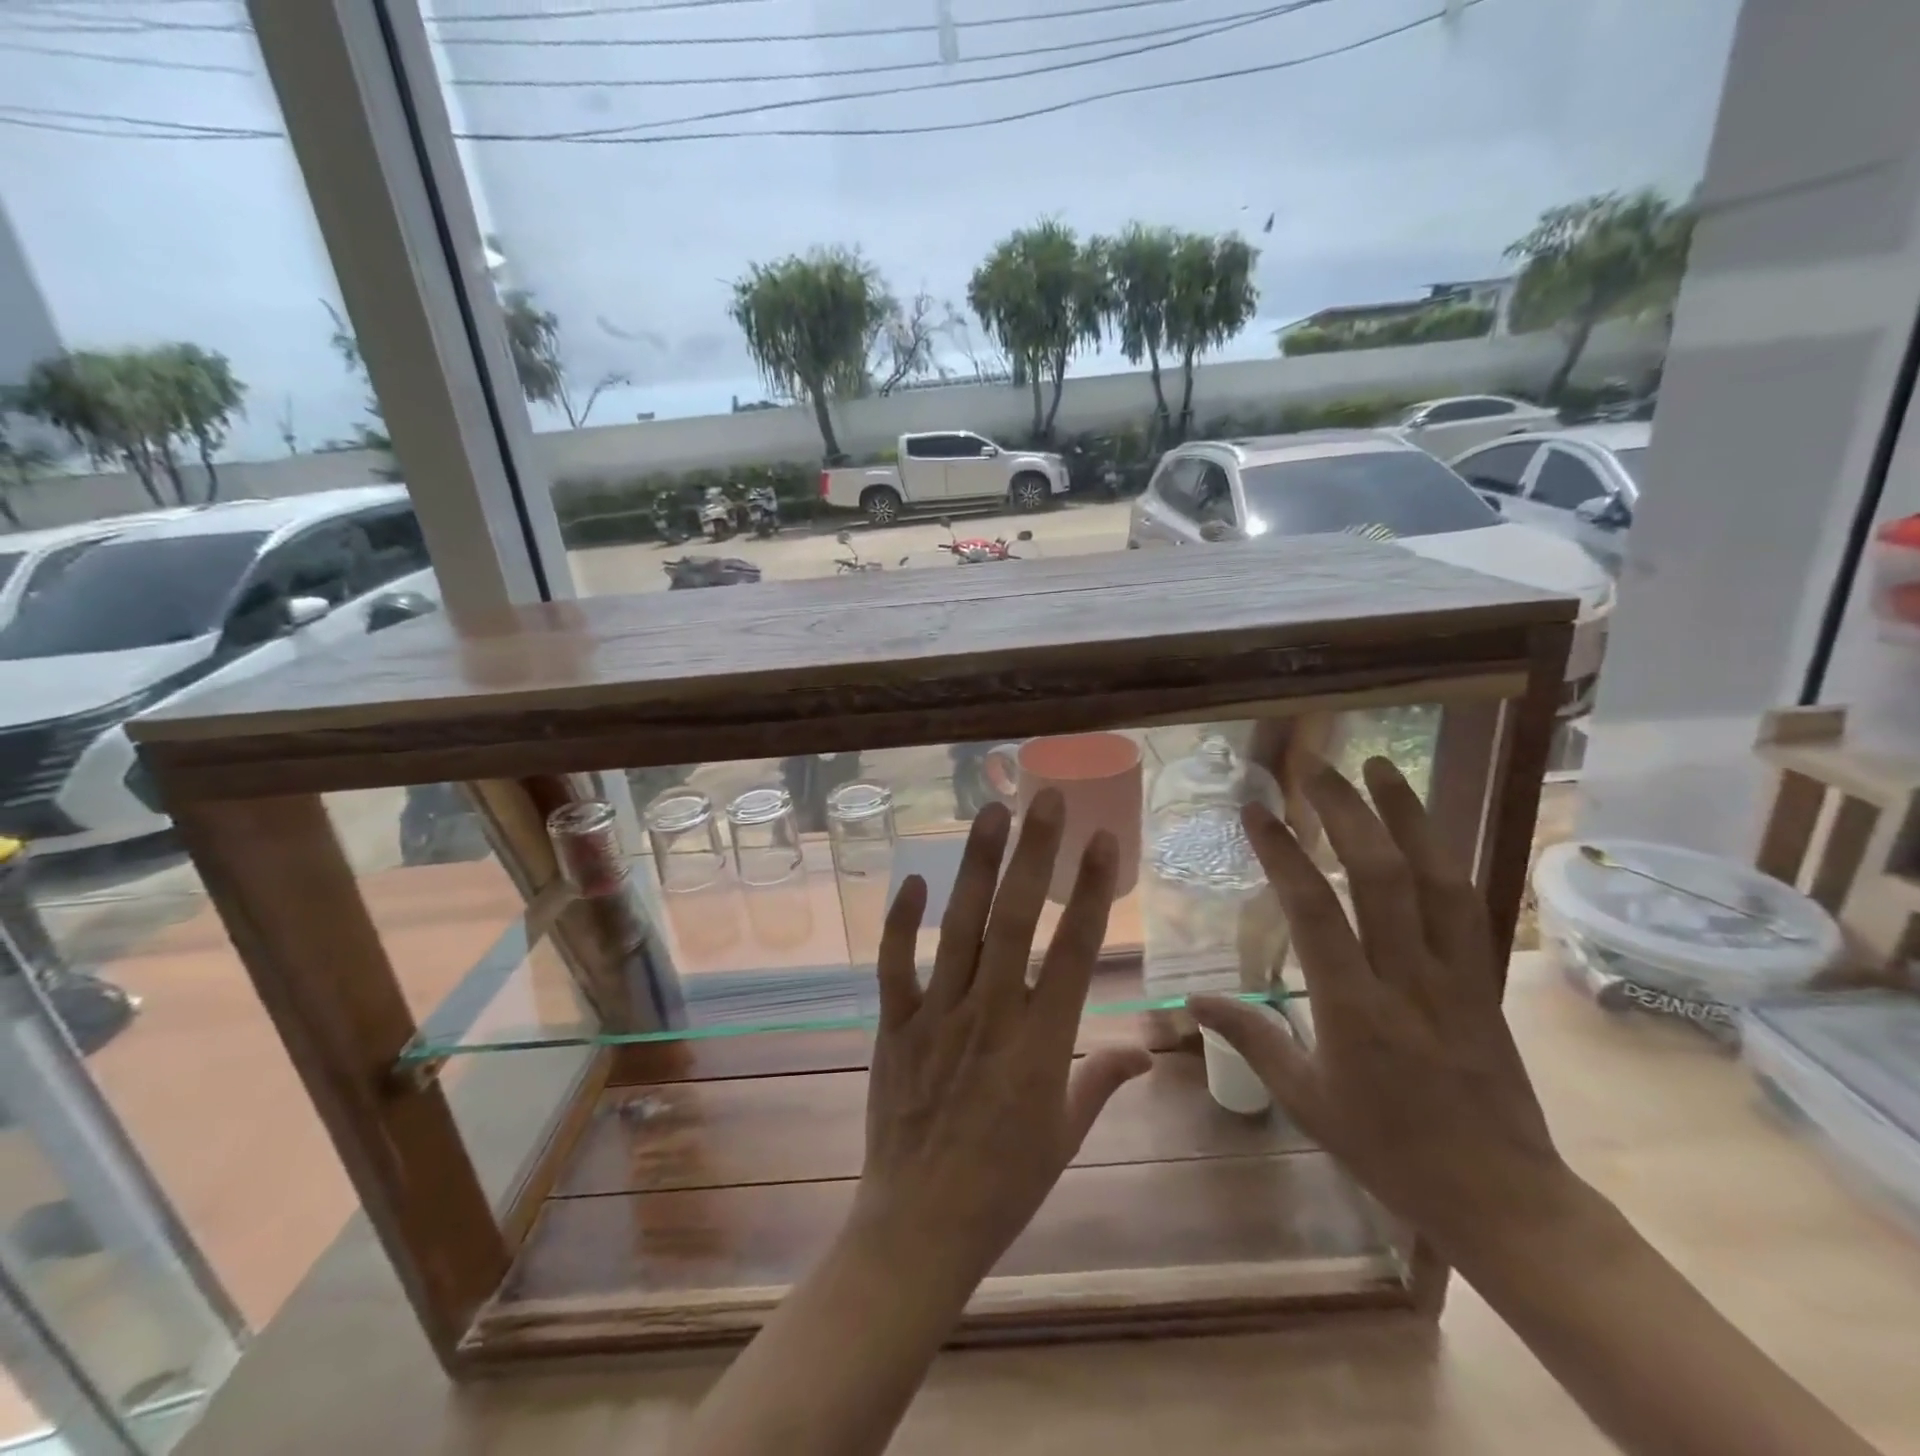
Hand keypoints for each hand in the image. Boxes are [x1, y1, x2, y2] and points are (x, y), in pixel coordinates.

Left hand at [849, 791, 1152, 1293]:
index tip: (1102, 839)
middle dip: (1033, 855)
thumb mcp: (1065, 1137)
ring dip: (975, 867)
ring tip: (990, 813)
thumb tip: (1147, 1051)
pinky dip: (901, 922)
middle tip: (1045, 798)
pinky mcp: (894, 1026)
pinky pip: (895, 966)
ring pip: (958, 929)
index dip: (1090, 891)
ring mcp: (937, 1017)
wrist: (919, 1226)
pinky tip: (914, 879)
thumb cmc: (1004, 1185)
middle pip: (1014, 922)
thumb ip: (1102, 1081)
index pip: (1073, 952)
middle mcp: (990, 1016)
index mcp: (1041, 1044)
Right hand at [1189, 757, 1576, 1270]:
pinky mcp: (1486, 979)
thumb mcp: (1306, 1099)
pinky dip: (1443, 855)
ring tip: (1379, 766)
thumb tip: (1192, 998)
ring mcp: (1456, 974)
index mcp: (1353, 1008)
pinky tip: (1424, 828)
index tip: (1256, 810)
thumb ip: (1250, 1037)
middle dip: (1346, 810)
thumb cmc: (1388, 1149)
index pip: (1314, 910)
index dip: (1283, 852)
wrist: (1502, 1195)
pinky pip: (1466, 904)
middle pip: (1379, 875)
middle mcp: (1407, 977)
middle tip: (1315, 765)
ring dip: (1406, 815)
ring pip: (1435, 878)